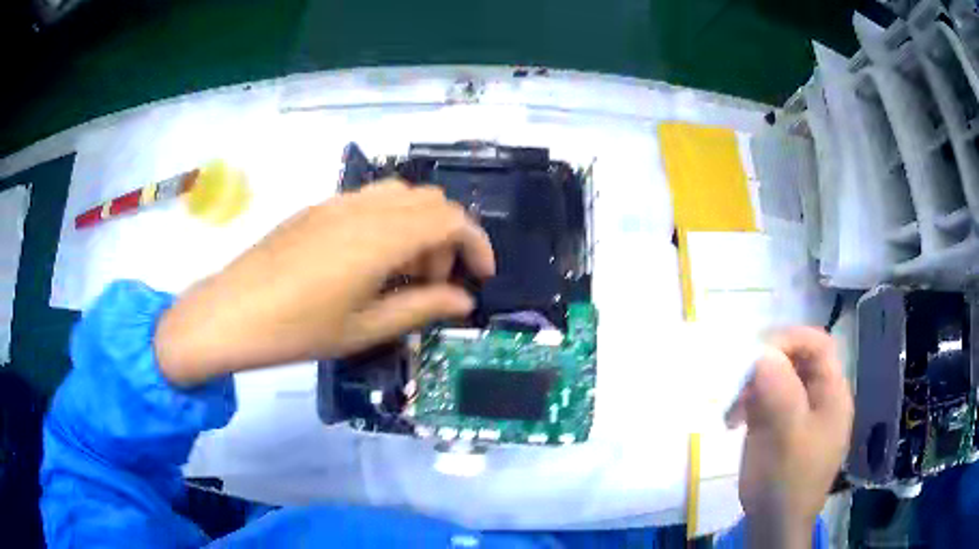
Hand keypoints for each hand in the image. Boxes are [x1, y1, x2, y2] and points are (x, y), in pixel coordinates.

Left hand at [154, 180, 494, 385]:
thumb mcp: (364, 328)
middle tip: (435, 282)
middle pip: (429, 201)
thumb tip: (463, 301)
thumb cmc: (297, 330)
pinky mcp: (318, 208)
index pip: (450, 219)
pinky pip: (370, 201)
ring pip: (400, 196)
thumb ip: (421, 308)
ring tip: (404, 271)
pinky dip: (390, 222)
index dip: (477, 243)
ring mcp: (338, 203)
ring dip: (418, 227)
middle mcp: (364, 208)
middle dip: (447, 238)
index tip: (481, 276)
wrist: (231, 312)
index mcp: (380, 237)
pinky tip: (371, 260)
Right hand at [726, 327, 852, 547]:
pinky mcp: (782, 427)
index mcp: (833, 394)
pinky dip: (750, 403)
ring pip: (779, 380)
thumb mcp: (786, 434)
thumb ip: (779, 390)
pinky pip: (768, 400)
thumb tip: (762, 353)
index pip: (818, 345)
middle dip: (766, 366)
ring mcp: (801, 413)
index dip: (789, 339)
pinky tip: (735, 421)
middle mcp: (820, 398)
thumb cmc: (787, 480)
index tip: (756, 354)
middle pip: (797, 360)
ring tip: (732, 411)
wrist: (774, 524)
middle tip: (738, 384)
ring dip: (753, 387)